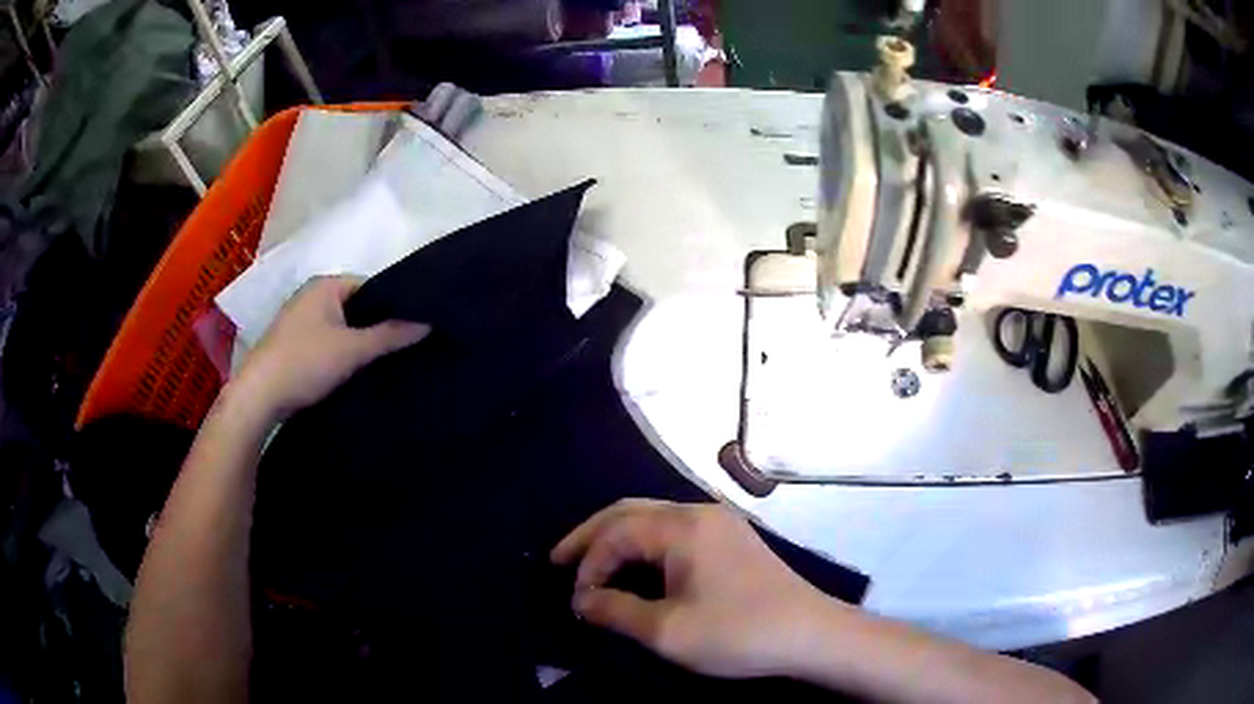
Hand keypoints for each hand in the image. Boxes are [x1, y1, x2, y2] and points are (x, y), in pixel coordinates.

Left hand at [231, 275, 429, 421]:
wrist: (259, 397)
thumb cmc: (305, 362)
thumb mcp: (353, 349)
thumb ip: (390, 335)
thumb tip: (428, 322)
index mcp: (324, 285)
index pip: (370, 286)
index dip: (392, 306)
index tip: (412, 328)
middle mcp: (311, 296)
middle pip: (356, 308)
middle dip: (376, 327)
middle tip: (402, 347)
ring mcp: (299, 320)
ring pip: (341, 327)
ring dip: (358, 343)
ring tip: (383, 362)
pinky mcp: (293, 345)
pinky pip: (327, 342)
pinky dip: (341, 354)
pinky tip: (354, 372)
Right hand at [551, 499, 847, 678]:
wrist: (811, 634)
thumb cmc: (737, 632)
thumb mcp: (667, 630)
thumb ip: (616, 611)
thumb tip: (581, 600)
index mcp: (683, 527)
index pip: (617, 534)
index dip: (589, 564)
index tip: (577, 601)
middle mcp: (699, 512)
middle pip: (630, 512)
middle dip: (591, 535)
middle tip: (560, 560)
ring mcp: (720, 523)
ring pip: (654, 519)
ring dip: (619, 540)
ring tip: (592, 565)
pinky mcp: (733, 539)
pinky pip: (675, 532)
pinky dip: (646, 547)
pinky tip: (638, 567)